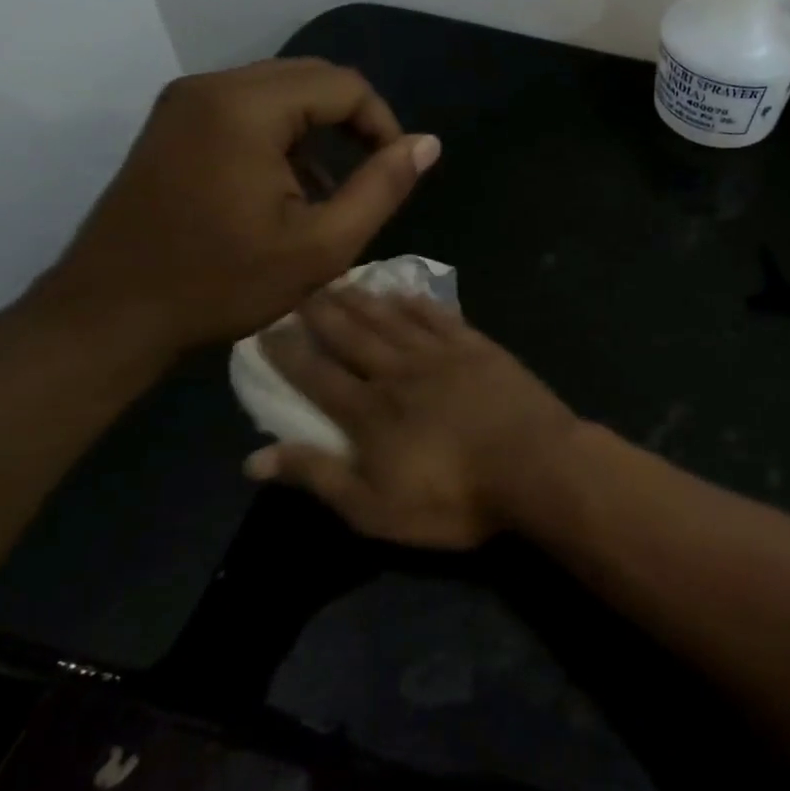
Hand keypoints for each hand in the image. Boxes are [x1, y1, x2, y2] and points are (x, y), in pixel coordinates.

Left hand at [36, 59, 438, 358]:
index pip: (344, 85)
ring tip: (328, 191)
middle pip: (311, 78)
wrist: (110, 314)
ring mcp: (184, 102)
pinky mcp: (172, 123)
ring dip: (317, 130)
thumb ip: (382, 188)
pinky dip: (281, 135)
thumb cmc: (221, 283)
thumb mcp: (321, 246)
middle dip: (352, 122)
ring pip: (279, 91)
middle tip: (368, 178)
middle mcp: (212, 87)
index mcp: (246, 109)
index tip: (392, 173)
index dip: (382, 124)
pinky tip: (284, 188)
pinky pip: (246, 108)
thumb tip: (427, 144)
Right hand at [248, 290, 580, 548]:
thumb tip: (254, 459)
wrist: (534, 464)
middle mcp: (398, 373)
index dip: (289, 353)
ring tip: (341, 282)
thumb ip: (319, 478)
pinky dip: (418, 304)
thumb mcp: (376, 508)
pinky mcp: (478, 348)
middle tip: (299, 289)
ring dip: (363, 301)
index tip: (266, 328)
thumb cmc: (454, 498)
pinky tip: (405, 293)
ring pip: (391, 320)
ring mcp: (441, 355)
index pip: (317, 375)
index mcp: (369, 412)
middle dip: (322, 314)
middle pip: (352, 337)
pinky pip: (440, 317)